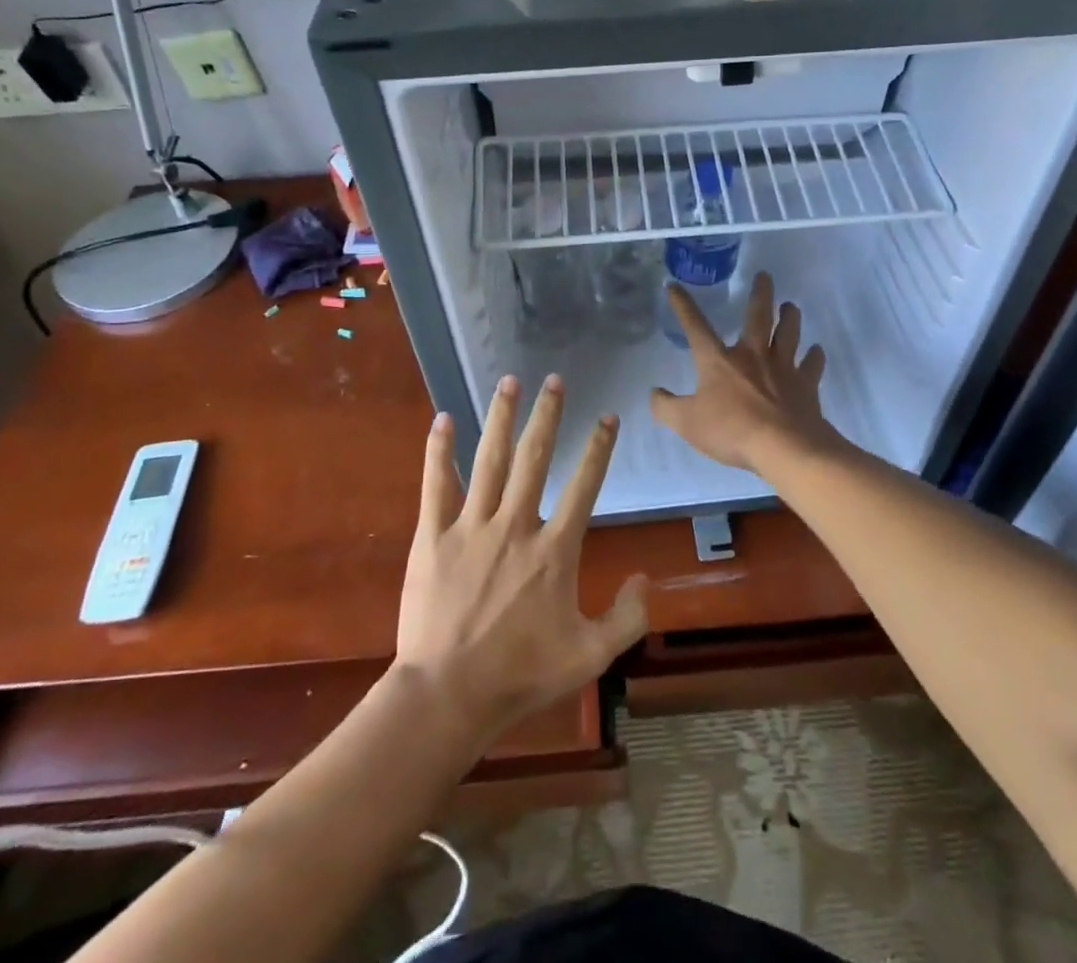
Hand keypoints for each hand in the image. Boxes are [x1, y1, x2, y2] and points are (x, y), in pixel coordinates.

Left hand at [396, 374, 647, 744]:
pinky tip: (443, 419)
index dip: (599, 448)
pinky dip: (439, 451)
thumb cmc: (522, 675)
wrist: (447, 696)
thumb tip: (643, 577)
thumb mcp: (590, 655)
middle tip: (554, 380)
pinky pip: (437, 484)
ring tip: (509, 381)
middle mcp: (516, 525)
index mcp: (555, 550)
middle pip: (535, 457)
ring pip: (489, 459)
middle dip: (547, 415)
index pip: (585, 485)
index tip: (608, 416)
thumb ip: (627, 617)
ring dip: (501, 417)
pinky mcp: (433, 536)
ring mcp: (471, 526)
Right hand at [650, 272, 843, 472]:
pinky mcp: (806, 385)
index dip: (683, 306)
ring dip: (790, 317)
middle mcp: (753, 355)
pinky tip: (816, 351)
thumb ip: (666, 408)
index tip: (674, 285)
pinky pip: (812, 365)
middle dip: (760, 294)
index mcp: (719, 361)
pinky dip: (814, 356)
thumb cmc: (731, 430)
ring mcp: (783, 368)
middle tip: (764, 275)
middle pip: (758, 317)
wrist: (784, 447)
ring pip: (789, 333)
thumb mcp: (687, 423)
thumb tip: (654, 393)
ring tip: (791, 306)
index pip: (696, 327)